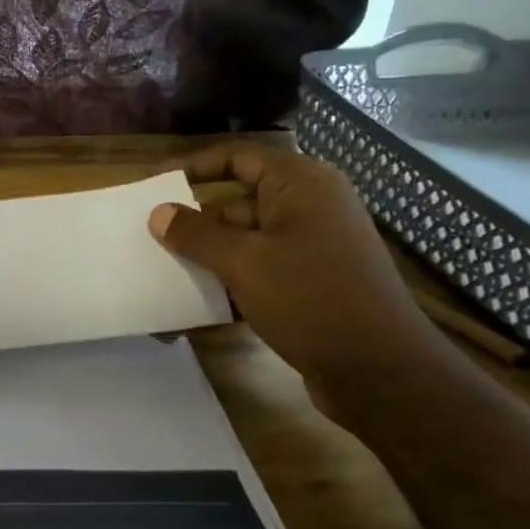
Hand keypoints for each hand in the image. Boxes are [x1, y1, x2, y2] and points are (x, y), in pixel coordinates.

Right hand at [148, 144, 447, 398]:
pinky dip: (228, 282)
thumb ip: (196, 234)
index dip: (194, 166)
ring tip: (162, 273)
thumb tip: (158, 213)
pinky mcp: (309, 284)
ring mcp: (311, 248)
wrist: (380, 371)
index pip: (238, 157)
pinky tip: (195, 305)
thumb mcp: (244, 262)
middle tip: (149, 238)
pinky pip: (258, 271)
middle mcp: (309, 208)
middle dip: (194, 221)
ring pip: (244, 241)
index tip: (154, 183)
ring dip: (206, 257)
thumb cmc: (311, 299)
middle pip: (237, 202)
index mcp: (301, 185)